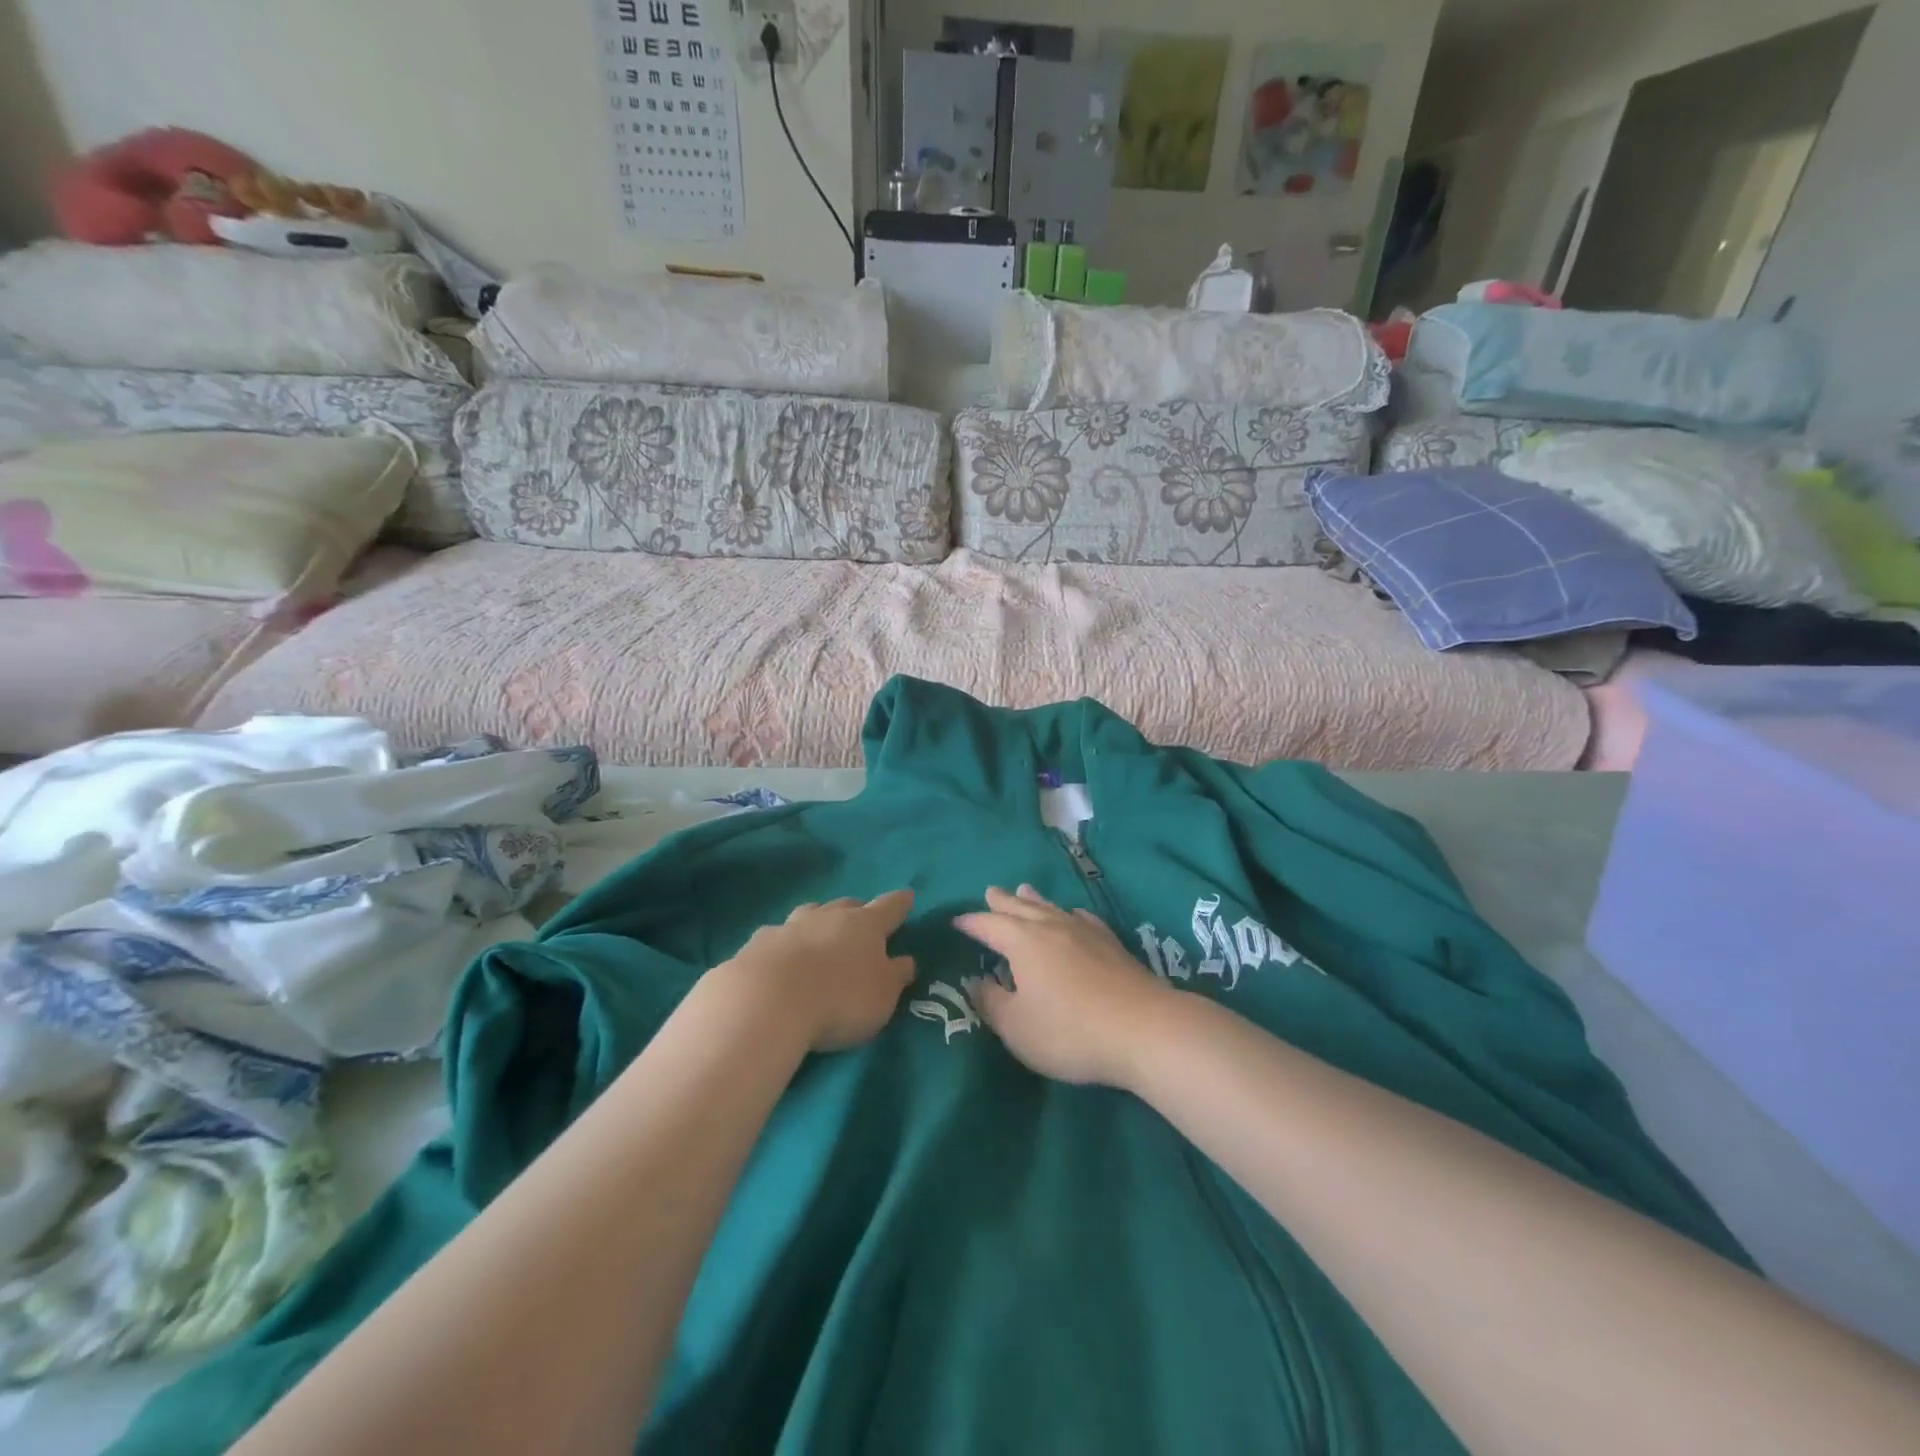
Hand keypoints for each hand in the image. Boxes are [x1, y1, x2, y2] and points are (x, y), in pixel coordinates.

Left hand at [727, 891, 917, 1051]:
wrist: (768, 1001)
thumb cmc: (840, 998)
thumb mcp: (882, 996)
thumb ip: (895, 976)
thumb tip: (906, 960)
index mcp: (865, 925)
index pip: (890, 907)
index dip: (900, 903)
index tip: (908, 896)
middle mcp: (829, 916)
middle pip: (847, 905)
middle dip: (857, 911)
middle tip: (861, 923)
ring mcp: (790, 926)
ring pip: (811, 914)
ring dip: (819, 922)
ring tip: (820, 935)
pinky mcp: (758, 943)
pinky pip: (778, 936)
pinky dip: (786, 944)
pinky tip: (781, 959)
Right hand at [954, 885, 1172, 1087]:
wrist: (1144, 1028)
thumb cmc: (1070, 1031)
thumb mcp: (1017, 1027)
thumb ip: (991, 1002)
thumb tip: (976, 981)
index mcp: (1022, 942)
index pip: (989, 925)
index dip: (971, 923)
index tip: (957, 921)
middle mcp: (1051, 927)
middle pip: (1021, 907)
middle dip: (1002, 901)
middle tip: (990, 891)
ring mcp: (1084, 932)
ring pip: (1052, 907)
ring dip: (1034, 900)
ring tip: (1024, 890)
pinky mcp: (1111, 944)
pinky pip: (1082, 918)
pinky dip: (1069, 913)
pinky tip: (1074, 915)